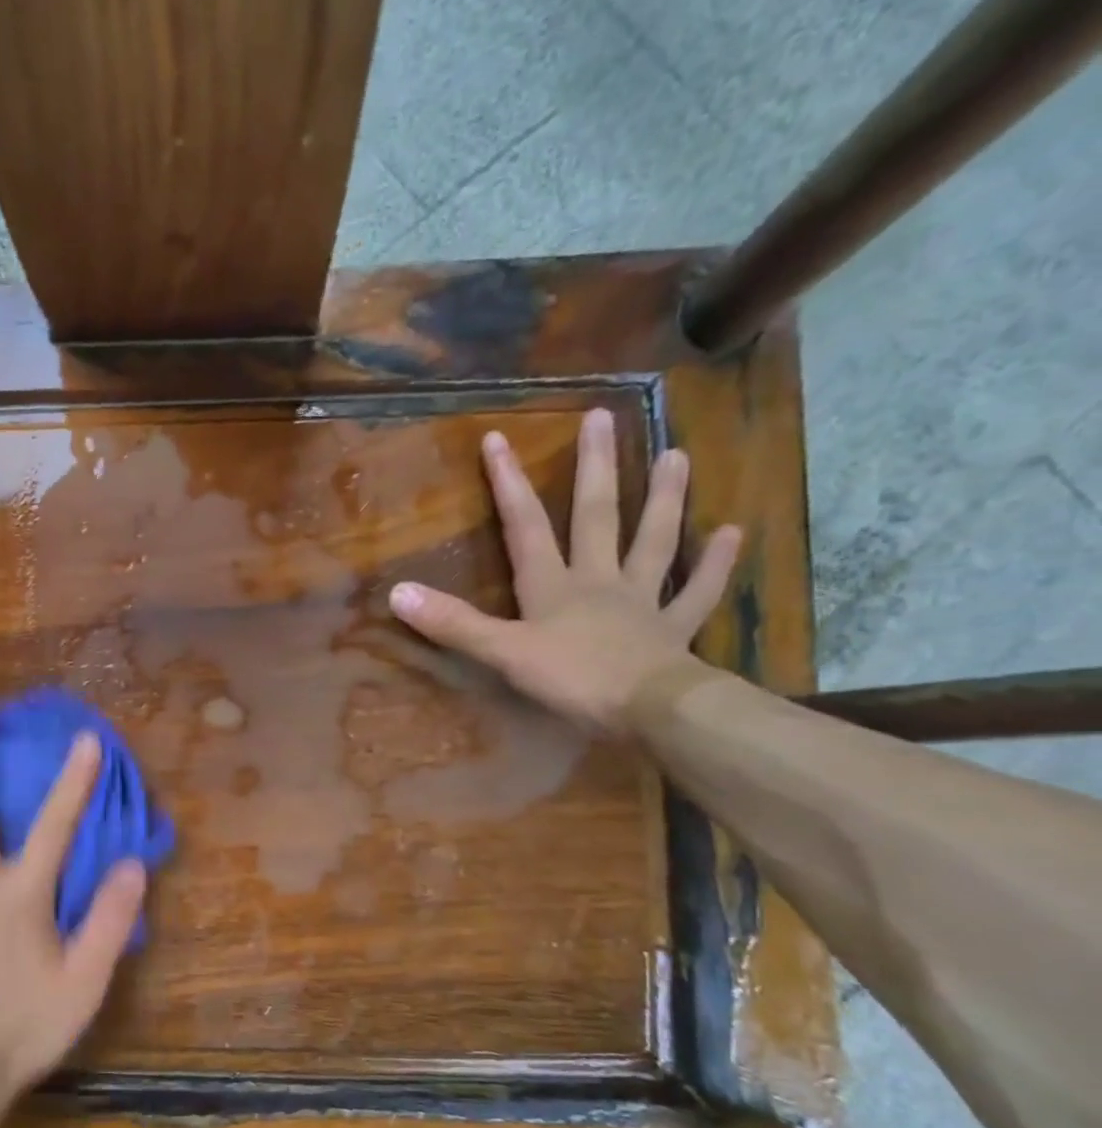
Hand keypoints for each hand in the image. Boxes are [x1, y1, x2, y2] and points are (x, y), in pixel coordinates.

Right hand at [389, 408, 740, 733]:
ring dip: (664, 499)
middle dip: (595, 468)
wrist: (651, 711)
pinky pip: (696, 591)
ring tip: (676, 455)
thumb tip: (398, 592)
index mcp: (554, 586)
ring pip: (653, 541)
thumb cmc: (574, 679)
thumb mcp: (503, 653)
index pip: (526, 526)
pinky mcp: (674, 628)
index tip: (498, 438)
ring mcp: (641, 601)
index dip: (508, 484)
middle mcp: (598, 581)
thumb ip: (454, 624)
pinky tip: (731, 533)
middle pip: (596, 516)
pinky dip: (714, 563)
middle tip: (603, 417)